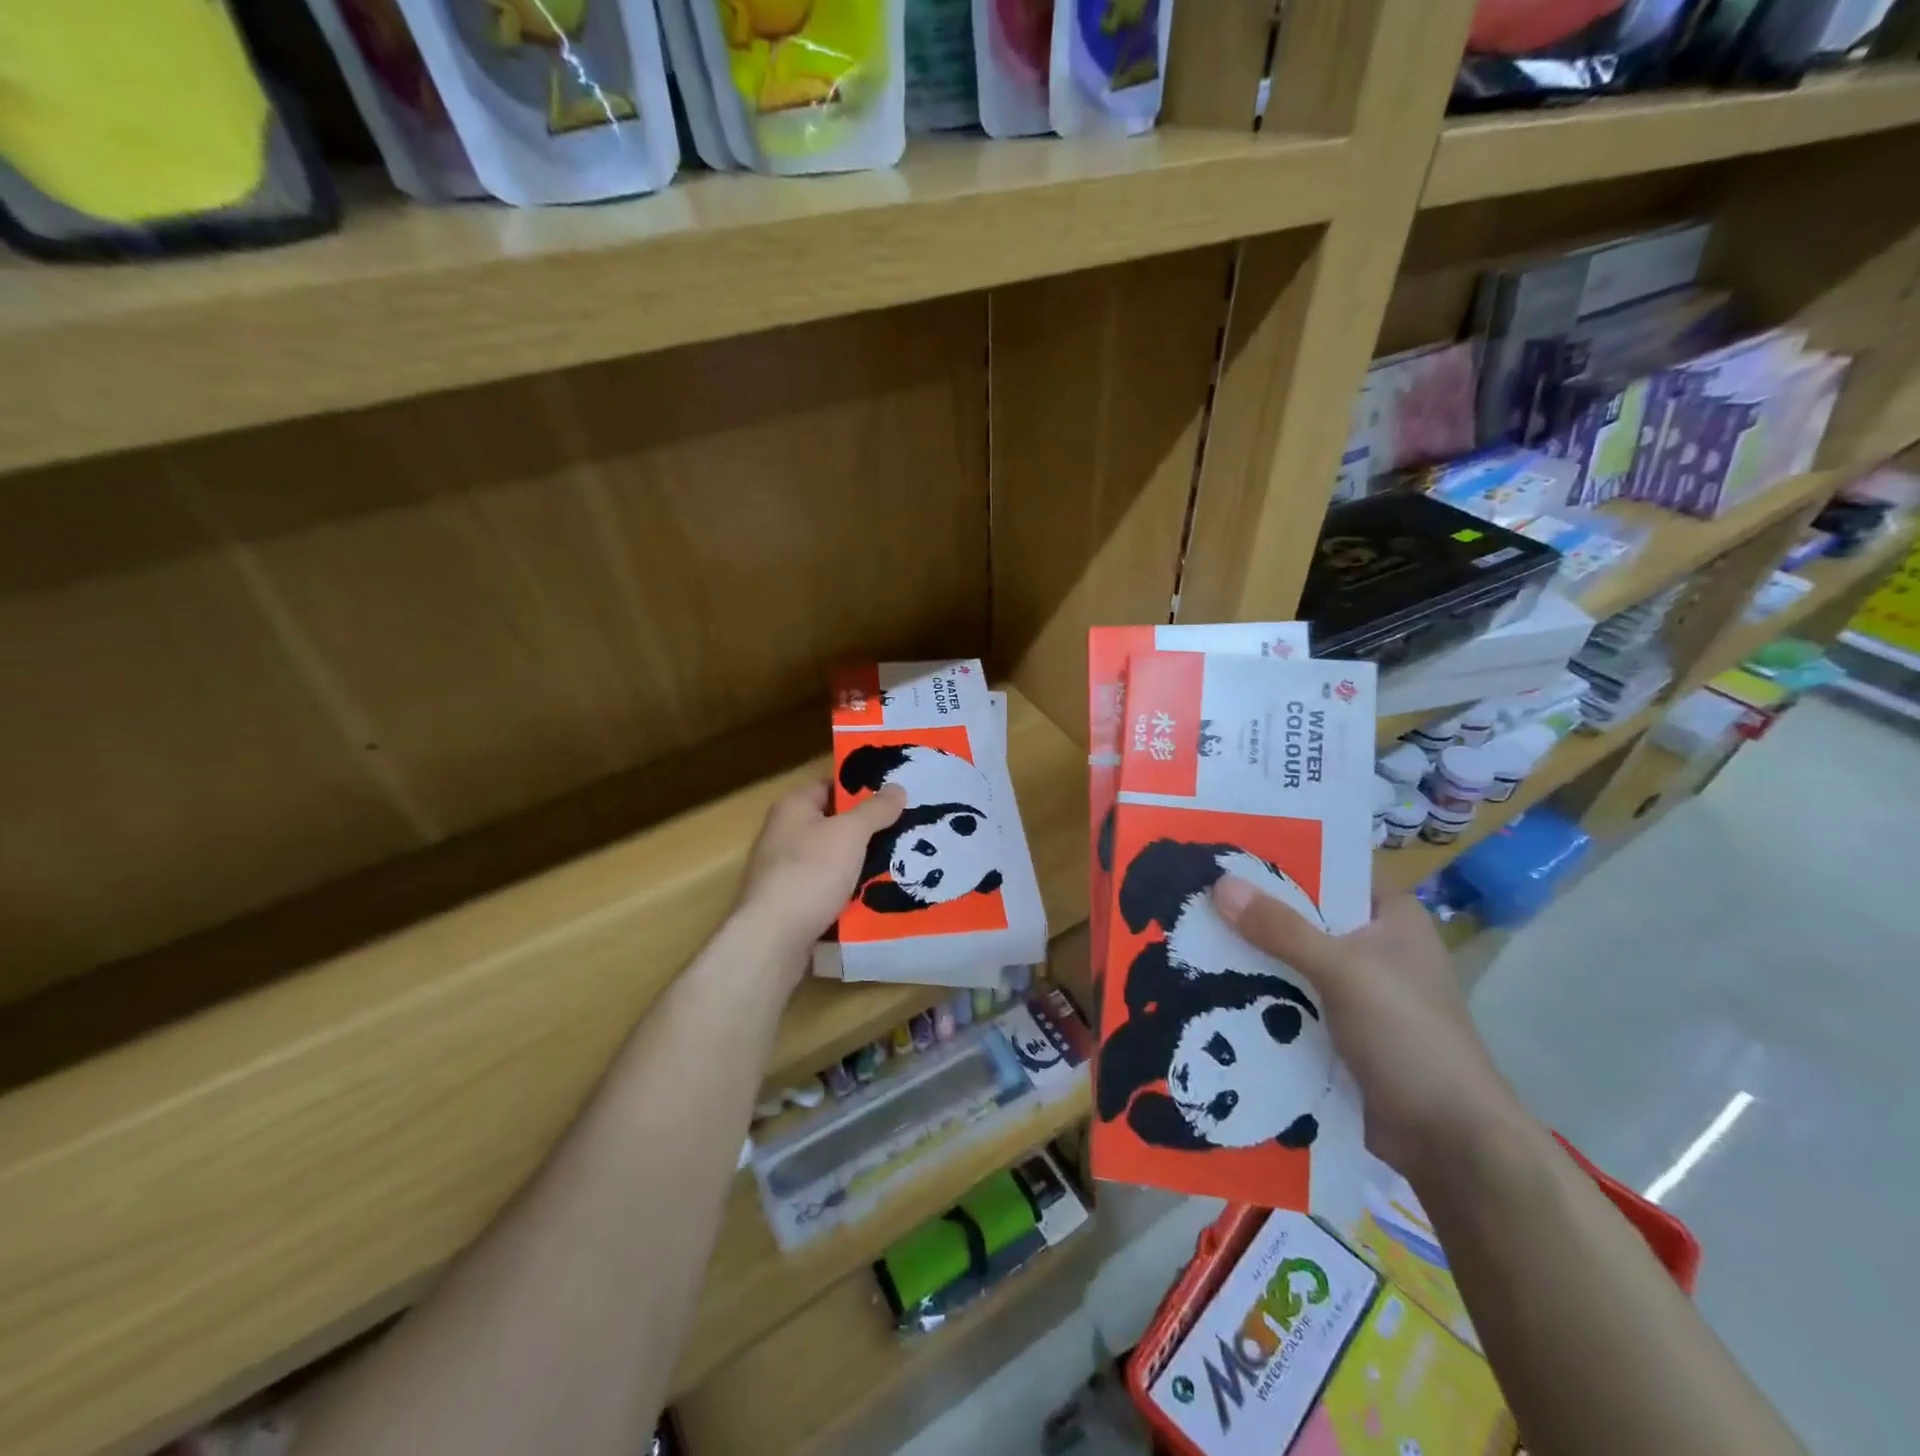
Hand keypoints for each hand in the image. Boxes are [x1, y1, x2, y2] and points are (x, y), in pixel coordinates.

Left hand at [734, 778, 905, 977]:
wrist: (773, 939)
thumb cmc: (810, 873)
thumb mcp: (850, 833)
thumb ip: (875, 810)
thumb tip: (897, 787)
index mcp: (793, 808)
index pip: (830, 785)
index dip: (861, 788)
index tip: (894, 796)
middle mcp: (785, 834)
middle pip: (834, 824)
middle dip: (869, 830)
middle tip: (907, 831)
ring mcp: (787, 871)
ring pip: (835, 860)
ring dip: (863, 864)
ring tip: (903, 864)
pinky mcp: (794, 904)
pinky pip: (830, 890)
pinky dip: (851, 892)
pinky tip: (879, 897)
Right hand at [1211, 879, 1530, 1182]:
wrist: (1449, 1142)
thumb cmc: (1408, 1036)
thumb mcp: (1343, 970)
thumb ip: (1281, 928)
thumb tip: (1219, 883)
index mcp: (1391, 917)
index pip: (1328, 872)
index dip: (1279, 862)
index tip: (1223, 856)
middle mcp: (1374, 947)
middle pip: (1302, 918)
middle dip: (1253, 914)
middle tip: (1193, 897)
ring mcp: (1356, 992)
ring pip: (1291, 962)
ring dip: (1251, 958)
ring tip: (1188, 937)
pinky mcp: (1339, 1031)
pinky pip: (1290, 1001)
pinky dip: (1260, 997)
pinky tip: (1211, 988)